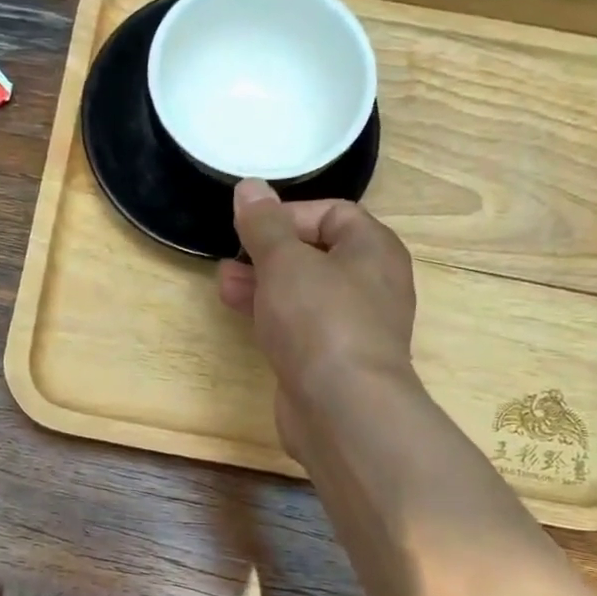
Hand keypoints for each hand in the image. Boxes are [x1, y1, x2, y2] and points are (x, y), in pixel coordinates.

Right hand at [218, 178, 420, 456]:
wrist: (342, 407)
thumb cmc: (319, 320)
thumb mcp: (284, 261)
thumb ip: (264, 224)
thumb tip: (249, 188)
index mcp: (373, 249)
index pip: (333, 213)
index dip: (288, 214)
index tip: (250, 227)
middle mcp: (371, 284)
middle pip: (316, 254)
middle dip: (268, 252)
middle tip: (230, 256)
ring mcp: (353, 326)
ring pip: (303, 293)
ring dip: (263, 285)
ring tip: (224, 284)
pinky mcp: (332, 360)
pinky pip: (300, 327)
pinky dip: (272, 317)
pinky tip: (243, 318)